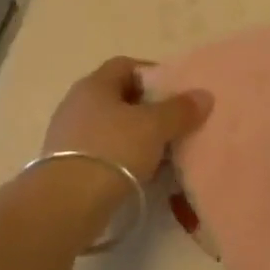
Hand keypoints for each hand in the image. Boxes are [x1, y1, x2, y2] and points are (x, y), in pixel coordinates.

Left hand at [43, 56, 210, 185]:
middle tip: (174, 123)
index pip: (126, 65)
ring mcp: (68, 135)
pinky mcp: (65, 165)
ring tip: (162, 152)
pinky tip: (140, 173)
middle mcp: (77, 103)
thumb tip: (204, 95)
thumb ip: (180, 110)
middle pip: (119, 97)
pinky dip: (122, 157)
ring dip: (136, 136)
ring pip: (111, 127)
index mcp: (94, 84)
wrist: (66, 204)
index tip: (176, 92)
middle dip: (148, 108)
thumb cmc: (112, 150)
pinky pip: (102, 152)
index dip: (153, 74)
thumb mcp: (154, 126)